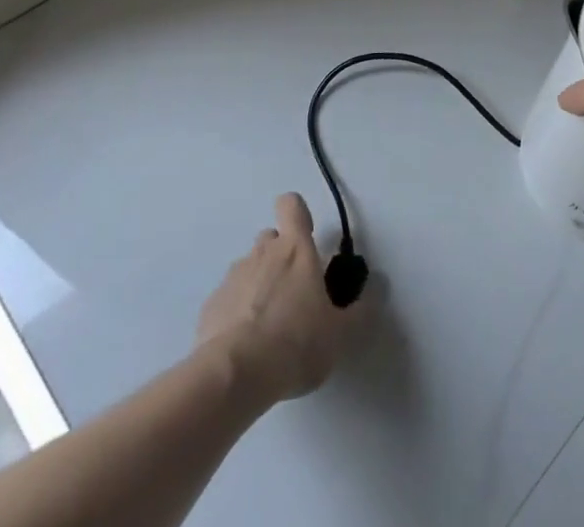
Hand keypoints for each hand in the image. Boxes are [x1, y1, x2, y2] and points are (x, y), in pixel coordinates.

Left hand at [196, 193, 356, 402]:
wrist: (234, 376)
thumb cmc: (296, 343)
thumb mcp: (339, 334)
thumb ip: (357, 313)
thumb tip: (373, 296)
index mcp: (296, 250)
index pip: (292, 206)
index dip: (297, 213)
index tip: (304, 234)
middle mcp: (263, 253)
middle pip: (269, 238)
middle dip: (279, 255)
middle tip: (291, 291)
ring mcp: (233, 278)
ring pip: (247, 268)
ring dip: (257, 284)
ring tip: (265, 325)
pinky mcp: (210, 307)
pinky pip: (227, 299)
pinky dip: (235, 312)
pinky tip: (242, 345)